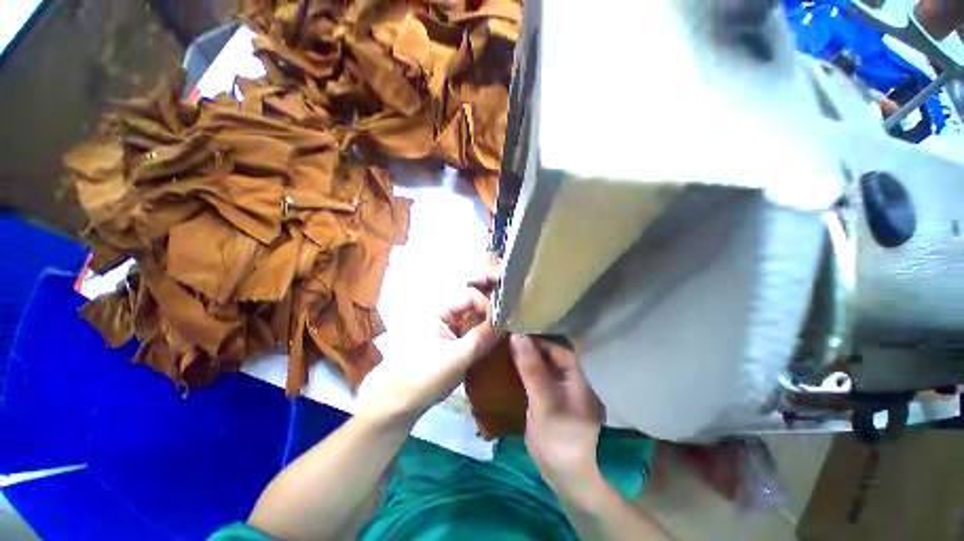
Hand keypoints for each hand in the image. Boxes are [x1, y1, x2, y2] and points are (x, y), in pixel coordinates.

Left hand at [356, 271, 502, 427]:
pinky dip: (484, 314)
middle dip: (487, 280)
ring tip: (508, 293)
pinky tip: (496, 317)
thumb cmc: (421, 377)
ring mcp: (447, 321)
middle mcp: (443, 309)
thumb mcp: (454, 359)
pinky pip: (470, 317)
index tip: (504, 319)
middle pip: (467, 287)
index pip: (469, 295)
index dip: (489, 304)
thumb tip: (508, 322)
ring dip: (487, 295)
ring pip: (470, 301)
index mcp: (438, 309)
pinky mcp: (451, 334)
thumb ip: (481, 339)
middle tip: (508, 278)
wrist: (398, 401)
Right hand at [511, 335, 603, 488]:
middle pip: (548, 354)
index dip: (537, 337)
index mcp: (576, 375)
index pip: (557, 347)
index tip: (516, 330)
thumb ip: (532, 369)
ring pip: (541, 365)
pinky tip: (508, 366)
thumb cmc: (561, 439)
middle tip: (506, 336)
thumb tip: (517, 336)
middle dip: (529, 345)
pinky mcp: (547, 400)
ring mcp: (558, 390)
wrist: (567, 479)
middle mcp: (569, 378)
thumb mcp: (545, 402)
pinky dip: (523, 371)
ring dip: (524, 357)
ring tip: (504, 346)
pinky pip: (535, 378)